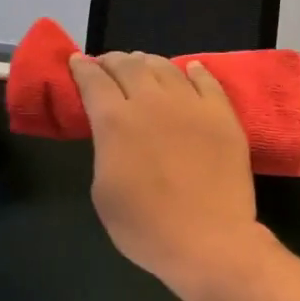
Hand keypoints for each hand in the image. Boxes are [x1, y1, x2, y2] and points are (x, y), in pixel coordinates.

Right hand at [69, 52, 267, 297]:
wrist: (209, 240)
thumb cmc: (146, 227)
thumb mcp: (103, 191)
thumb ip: (105, 151)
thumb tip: (112, 134)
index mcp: (115, 121)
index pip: (94, 81)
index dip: (82, 68)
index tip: (77, 61)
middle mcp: (151, 102)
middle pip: (129, 65)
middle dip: (113, 61)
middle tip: (108, 65)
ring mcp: (191, 105)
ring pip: (166, 67)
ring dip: (148, 62)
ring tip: (143, 65)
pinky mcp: (223, 115)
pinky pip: (207, 81)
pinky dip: (193, 71)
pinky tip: (189, 69)